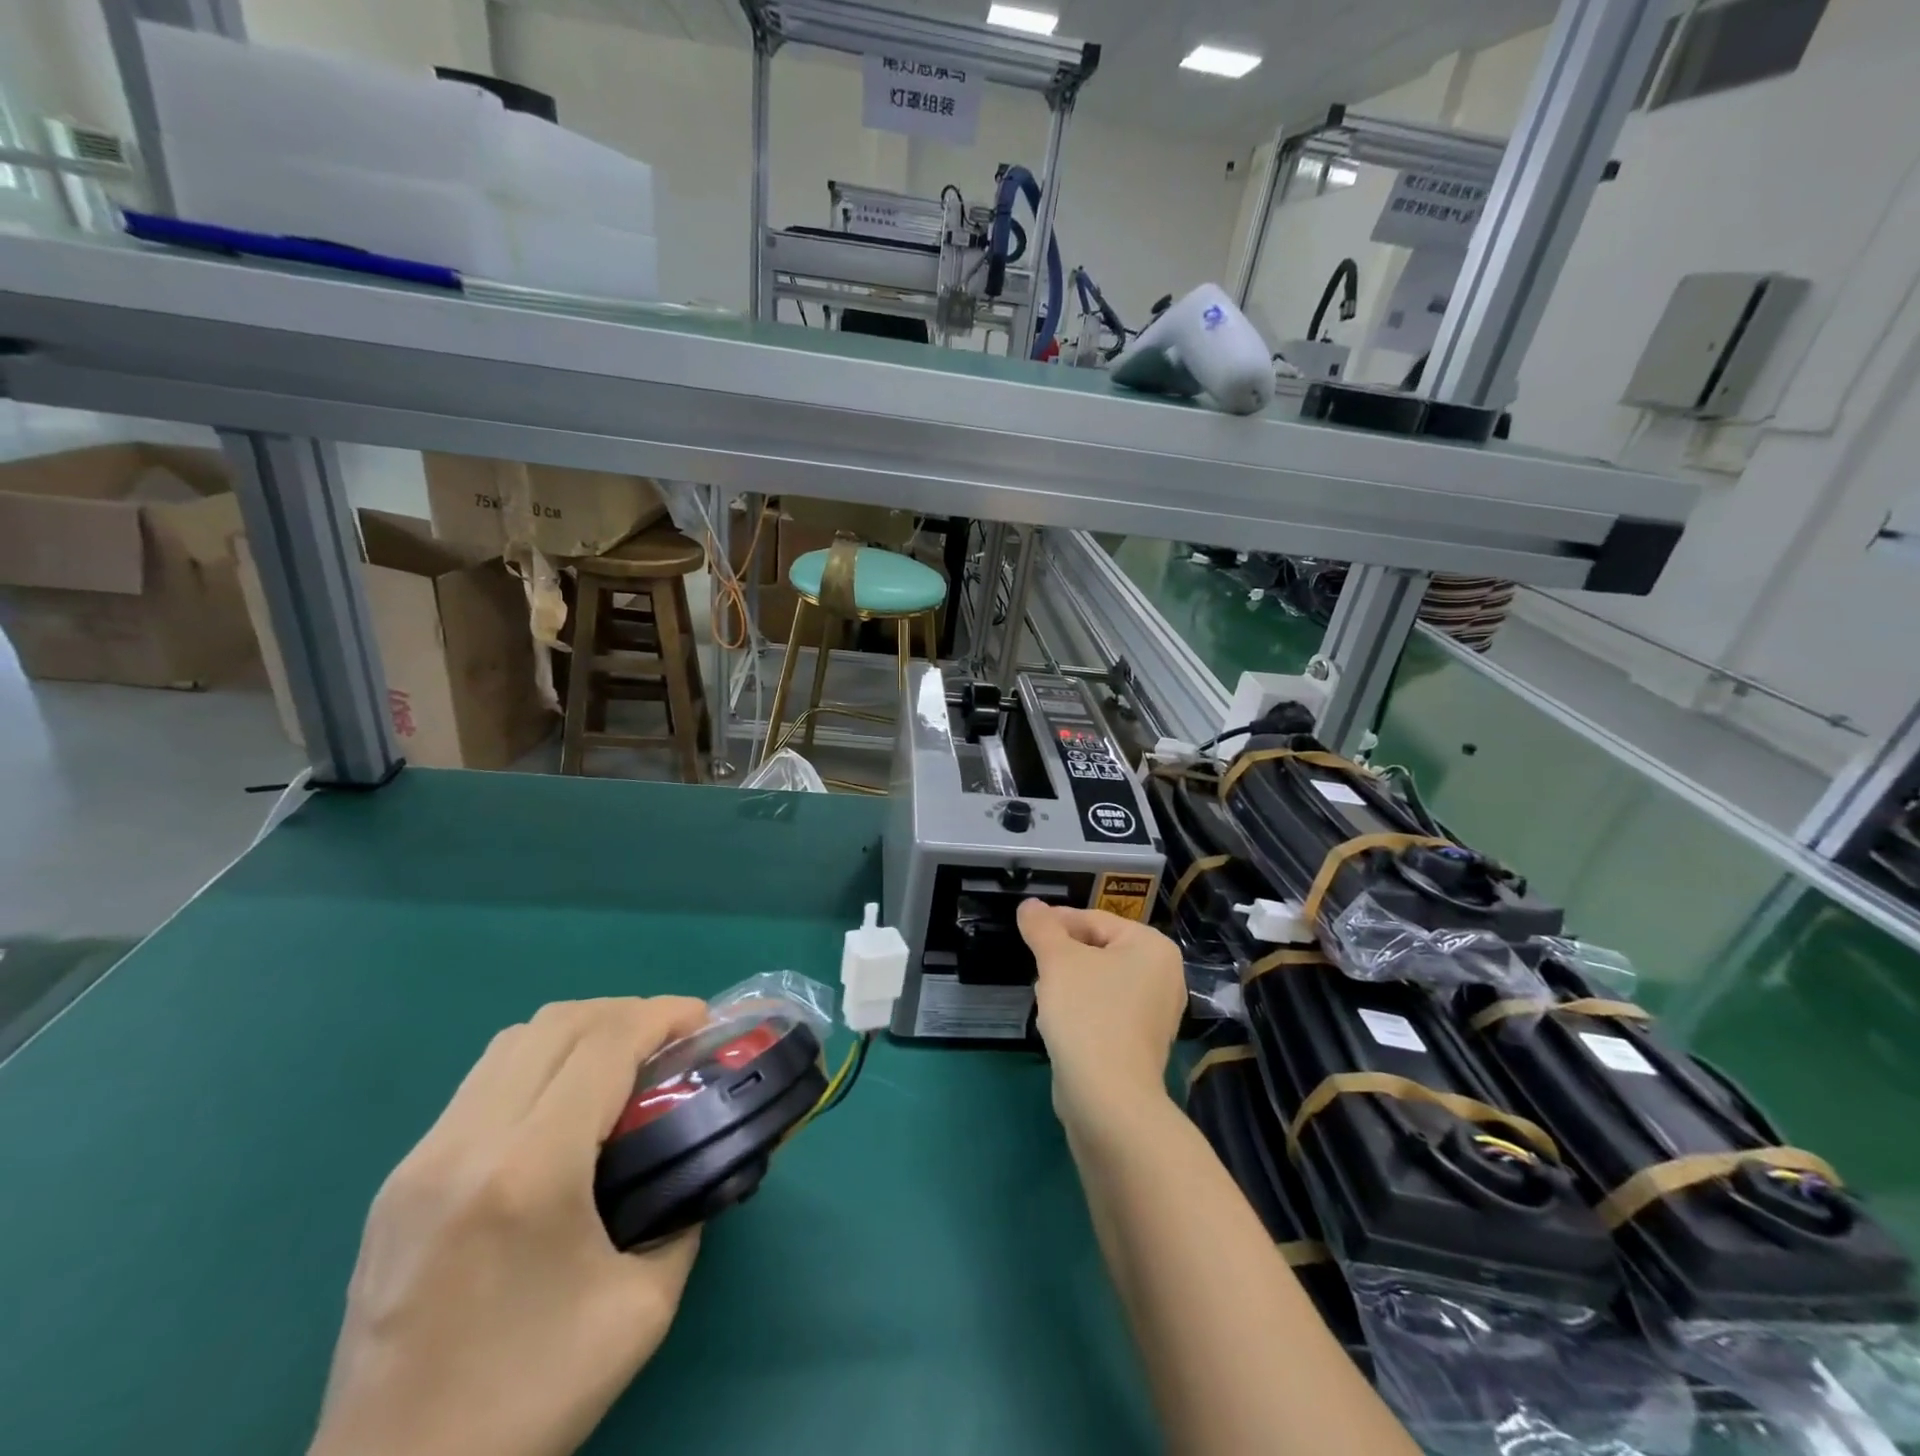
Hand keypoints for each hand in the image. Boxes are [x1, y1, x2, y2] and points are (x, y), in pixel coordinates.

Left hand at [309, 996, 711, 1455]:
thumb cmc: (529, 1398)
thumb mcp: (642, 1306)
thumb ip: (683, 1213)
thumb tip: (698, 1161)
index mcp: (529, 1172)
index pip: (605, 1043)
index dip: (662, 1014)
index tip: (702, 1021)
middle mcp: (467, 1145)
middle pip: (558, 1023)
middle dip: (627, 1012)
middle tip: (669, 1041)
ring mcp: (421, 1159)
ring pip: (514, 1041)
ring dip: (580, 1032)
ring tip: (620, 1063)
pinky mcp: (398, 1181)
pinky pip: (483, 1081)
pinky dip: (539, 1063)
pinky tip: (563, 1107)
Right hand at [1017, 901, 1186, 1130]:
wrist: (1107, 1097)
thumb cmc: (1087, 1013)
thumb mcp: (1057, 960)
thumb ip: (1041, 927)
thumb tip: (1029, 905)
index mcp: (1153, 947)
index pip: (1096, 919)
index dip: (1057, 922)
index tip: (1027, 929)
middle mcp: (1164, 976)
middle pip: (1100, 950)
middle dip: (1063, 955)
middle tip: (1035, 962)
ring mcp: (1156, 1013)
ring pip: (1100, 982)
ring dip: (1069, 983)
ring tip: (1044, 993)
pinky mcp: (1142, 1044)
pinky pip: (1105, 1011)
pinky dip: (1082, 1010)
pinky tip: (1058, 1022)